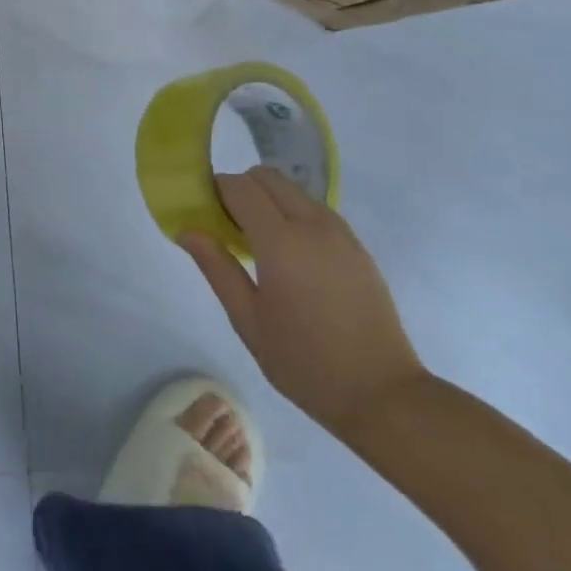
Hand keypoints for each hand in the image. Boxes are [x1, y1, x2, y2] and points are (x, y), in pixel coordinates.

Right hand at [179, 166, 427, 439]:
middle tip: (227, 227)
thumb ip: (217, 268)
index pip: (240, 188)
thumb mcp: (248, 321)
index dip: (215, 190)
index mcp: (281, 242)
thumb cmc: (304, 362)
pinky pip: (316, 210)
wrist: (382, 393)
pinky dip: (294, 214)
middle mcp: (313, 225)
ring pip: (294, 190)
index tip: (202, 212)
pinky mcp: (358, 246)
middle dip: (241, 189)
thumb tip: (188, 230)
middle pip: (267, 177)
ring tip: (258, 243)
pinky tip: (290, 256)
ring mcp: (341, 233)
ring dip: (269, 200)